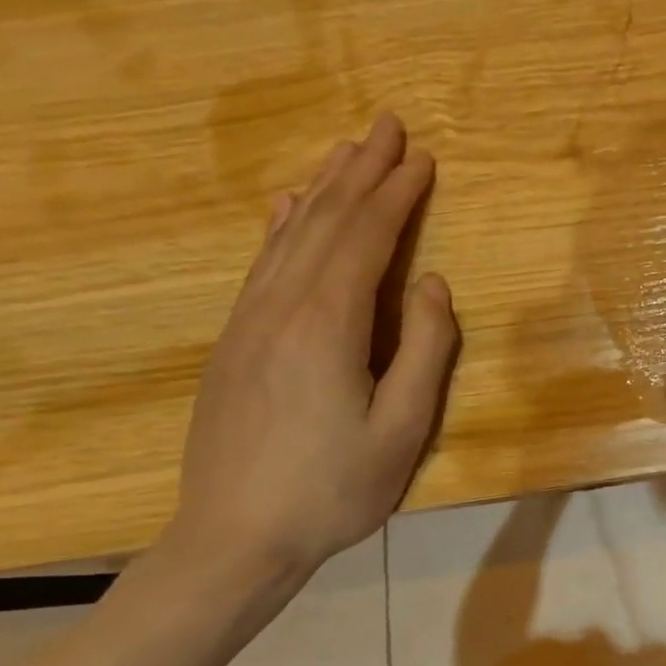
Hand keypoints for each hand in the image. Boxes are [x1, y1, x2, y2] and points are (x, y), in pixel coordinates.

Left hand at [172, 115, 458, 574]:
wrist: (233, 538)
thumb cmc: (333, 490)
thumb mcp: (402, 429)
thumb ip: (426, 351)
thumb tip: (432, 284)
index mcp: (327, 325)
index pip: (366, 239)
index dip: (397, 195)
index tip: (424, 159)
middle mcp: (281, 306)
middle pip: (324, 222)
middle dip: (360, 172)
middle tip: (387, 126)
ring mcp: (248, 321)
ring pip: (289, 235)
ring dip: (322, 188)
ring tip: (347, 150)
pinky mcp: (233, 341)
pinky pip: (261, 263)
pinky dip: (280, 225)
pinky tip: (286, 205)